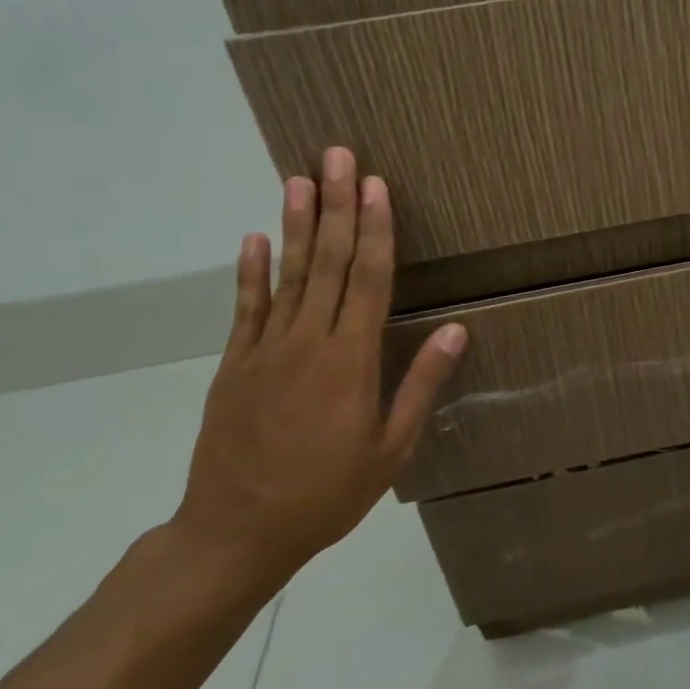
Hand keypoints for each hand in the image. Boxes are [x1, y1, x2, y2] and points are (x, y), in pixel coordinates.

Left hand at [171, 147, 466, 592]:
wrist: (236, 533)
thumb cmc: (328, 493)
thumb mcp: (391, 447)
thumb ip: (420, 384)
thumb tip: (455, 329)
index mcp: (350, 361)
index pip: (367, 280)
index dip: (374, 229)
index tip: (377, 186)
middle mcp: (307, 342)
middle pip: (326, 262)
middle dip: (336, 206)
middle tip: (338, 156)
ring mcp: (264, 351)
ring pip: (286, 275)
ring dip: (294, 224)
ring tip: (299, 178)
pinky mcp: (234, 366)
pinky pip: (245, 309)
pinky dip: (250, 272)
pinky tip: (253, 238)